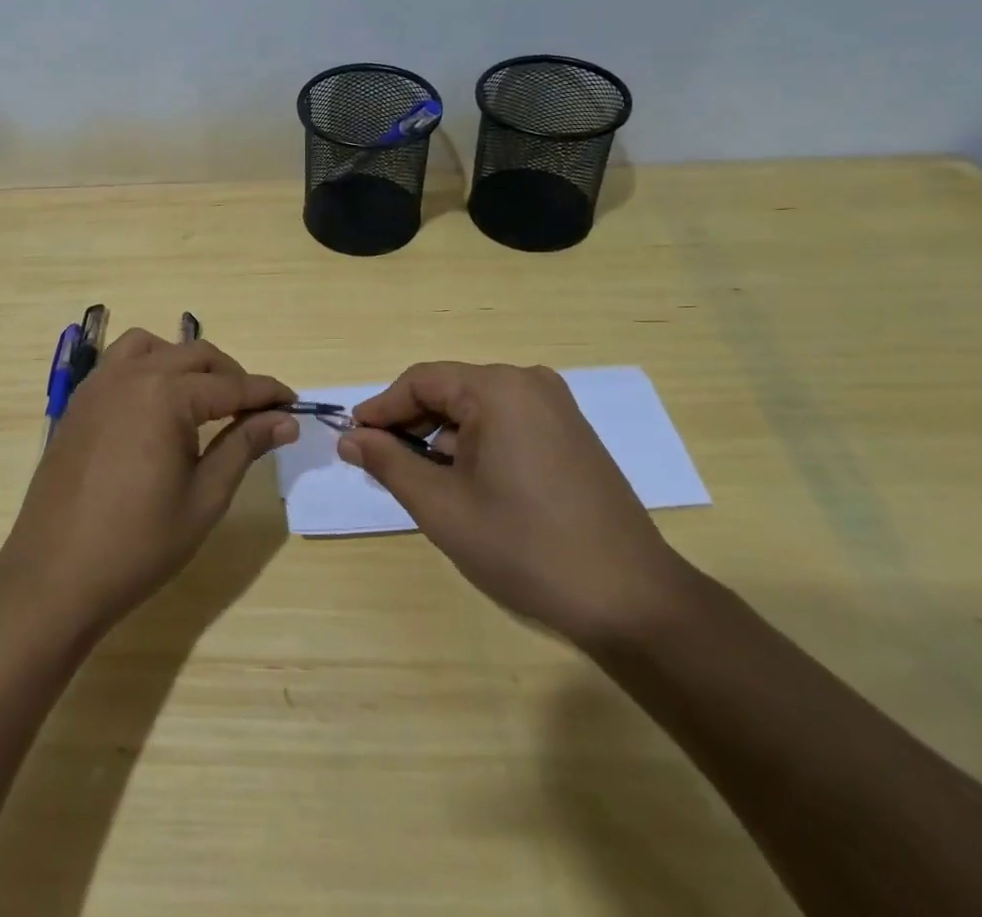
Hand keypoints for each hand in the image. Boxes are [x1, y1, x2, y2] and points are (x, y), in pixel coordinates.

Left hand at [0, 329, 295, 637]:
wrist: (55, 577)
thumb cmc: (139, 544)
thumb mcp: (205, 498)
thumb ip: (244, 446)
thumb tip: (284, 419)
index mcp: (166, 395)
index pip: (231, 385)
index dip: (267, 393)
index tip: (294, 402)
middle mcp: (132, 375)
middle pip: (196, 355)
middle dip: (232, 376)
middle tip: (256, 409)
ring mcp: (99, 385)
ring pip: (154, 347)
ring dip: (186, 362)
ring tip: (204, 398)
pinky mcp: (80, 402)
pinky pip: (120, 362)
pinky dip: (149, 366)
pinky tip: (158, 405)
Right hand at [342, 362, 692, 648]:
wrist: (631, 601)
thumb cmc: (525, 547)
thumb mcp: (442, 506)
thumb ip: (389, 463)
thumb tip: (350, 438)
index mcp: (498, 389)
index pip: (420, 381)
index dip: (382, 409)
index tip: (354, 440)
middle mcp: (530, 383)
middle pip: (450, 391)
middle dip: (411, 425)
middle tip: (382, 464)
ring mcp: (557, 408)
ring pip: (478, 409)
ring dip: (443, 437)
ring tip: (423, 481)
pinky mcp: (573, 435)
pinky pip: (507, 423)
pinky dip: (477, 444)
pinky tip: (469, 484)